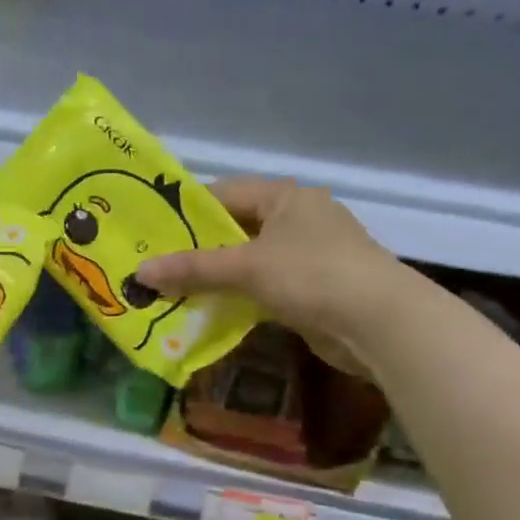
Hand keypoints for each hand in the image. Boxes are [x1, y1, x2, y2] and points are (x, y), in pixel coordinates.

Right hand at [134, 178, 415, 376]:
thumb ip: (192, 269)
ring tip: (170, 292)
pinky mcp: (312, 289)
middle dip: (196, 251)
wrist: (381, 324)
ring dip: (214, 278)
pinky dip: (236, 298)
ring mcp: (307, 255)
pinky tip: (207, 312)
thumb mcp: (245, 268)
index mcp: (285, 197)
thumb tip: (138, 274)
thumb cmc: (312, 276)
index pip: (224, 194)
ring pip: (247, 262)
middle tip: (154, 266)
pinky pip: (262, 287)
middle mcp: (297, 219)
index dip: (186, 212)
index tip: (151, 233)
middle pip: (233, 230)